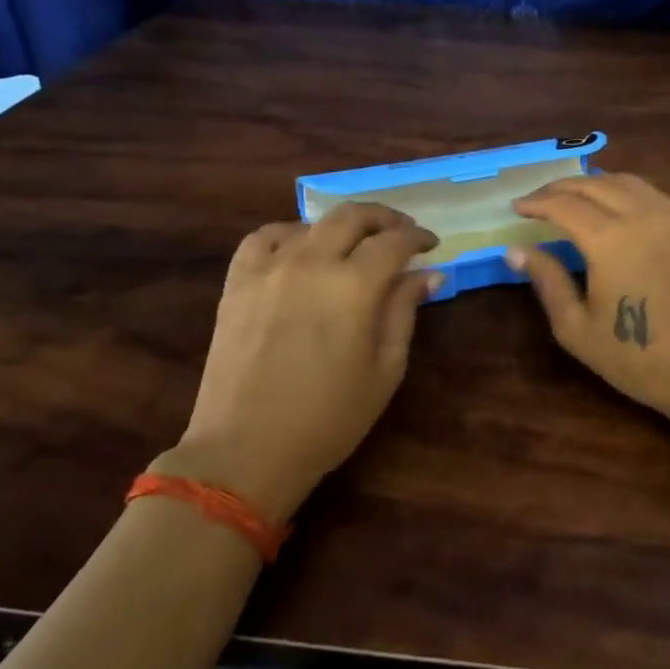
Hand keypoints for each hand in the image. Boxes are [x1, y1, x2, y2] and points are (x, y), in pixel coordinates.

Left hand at [158, 203, 438, 521]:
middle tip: (401, 233)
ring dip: (341, 226)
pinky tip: (300, 249)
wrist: (245, 452)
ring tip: (354, 244)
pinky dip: (289, 234)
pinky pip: (264, 238)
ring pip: (311, 223)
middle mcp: (312, 263)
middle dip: (385, 218)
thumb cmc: (328, 419)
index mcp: (354, 286)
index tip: (431, 246)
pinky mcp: (238, 283)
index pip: (394, 242)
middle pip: (353, 216)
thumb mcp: (385, 370)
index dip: (418, 238)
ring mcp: (269, 269)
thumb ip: (405, 312)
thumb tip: (429, 274)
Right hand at [506, 173, 669, 423]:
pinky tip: (613, 203)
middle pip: (593, 184)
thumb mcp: (577, 328)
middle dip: (560, 187)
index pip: (563, 204)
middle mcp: (640, 216)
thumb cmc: (636, 356)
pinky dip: (623, 188)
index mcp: (608, 239)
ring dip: (592, 182)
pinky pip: (651, 193)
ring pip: (625, 181)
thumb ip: (547, 281)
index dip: (535, 202)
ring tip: (571, 196)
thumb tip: (515, 251)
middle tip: (537, 199)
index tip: (516, 207)